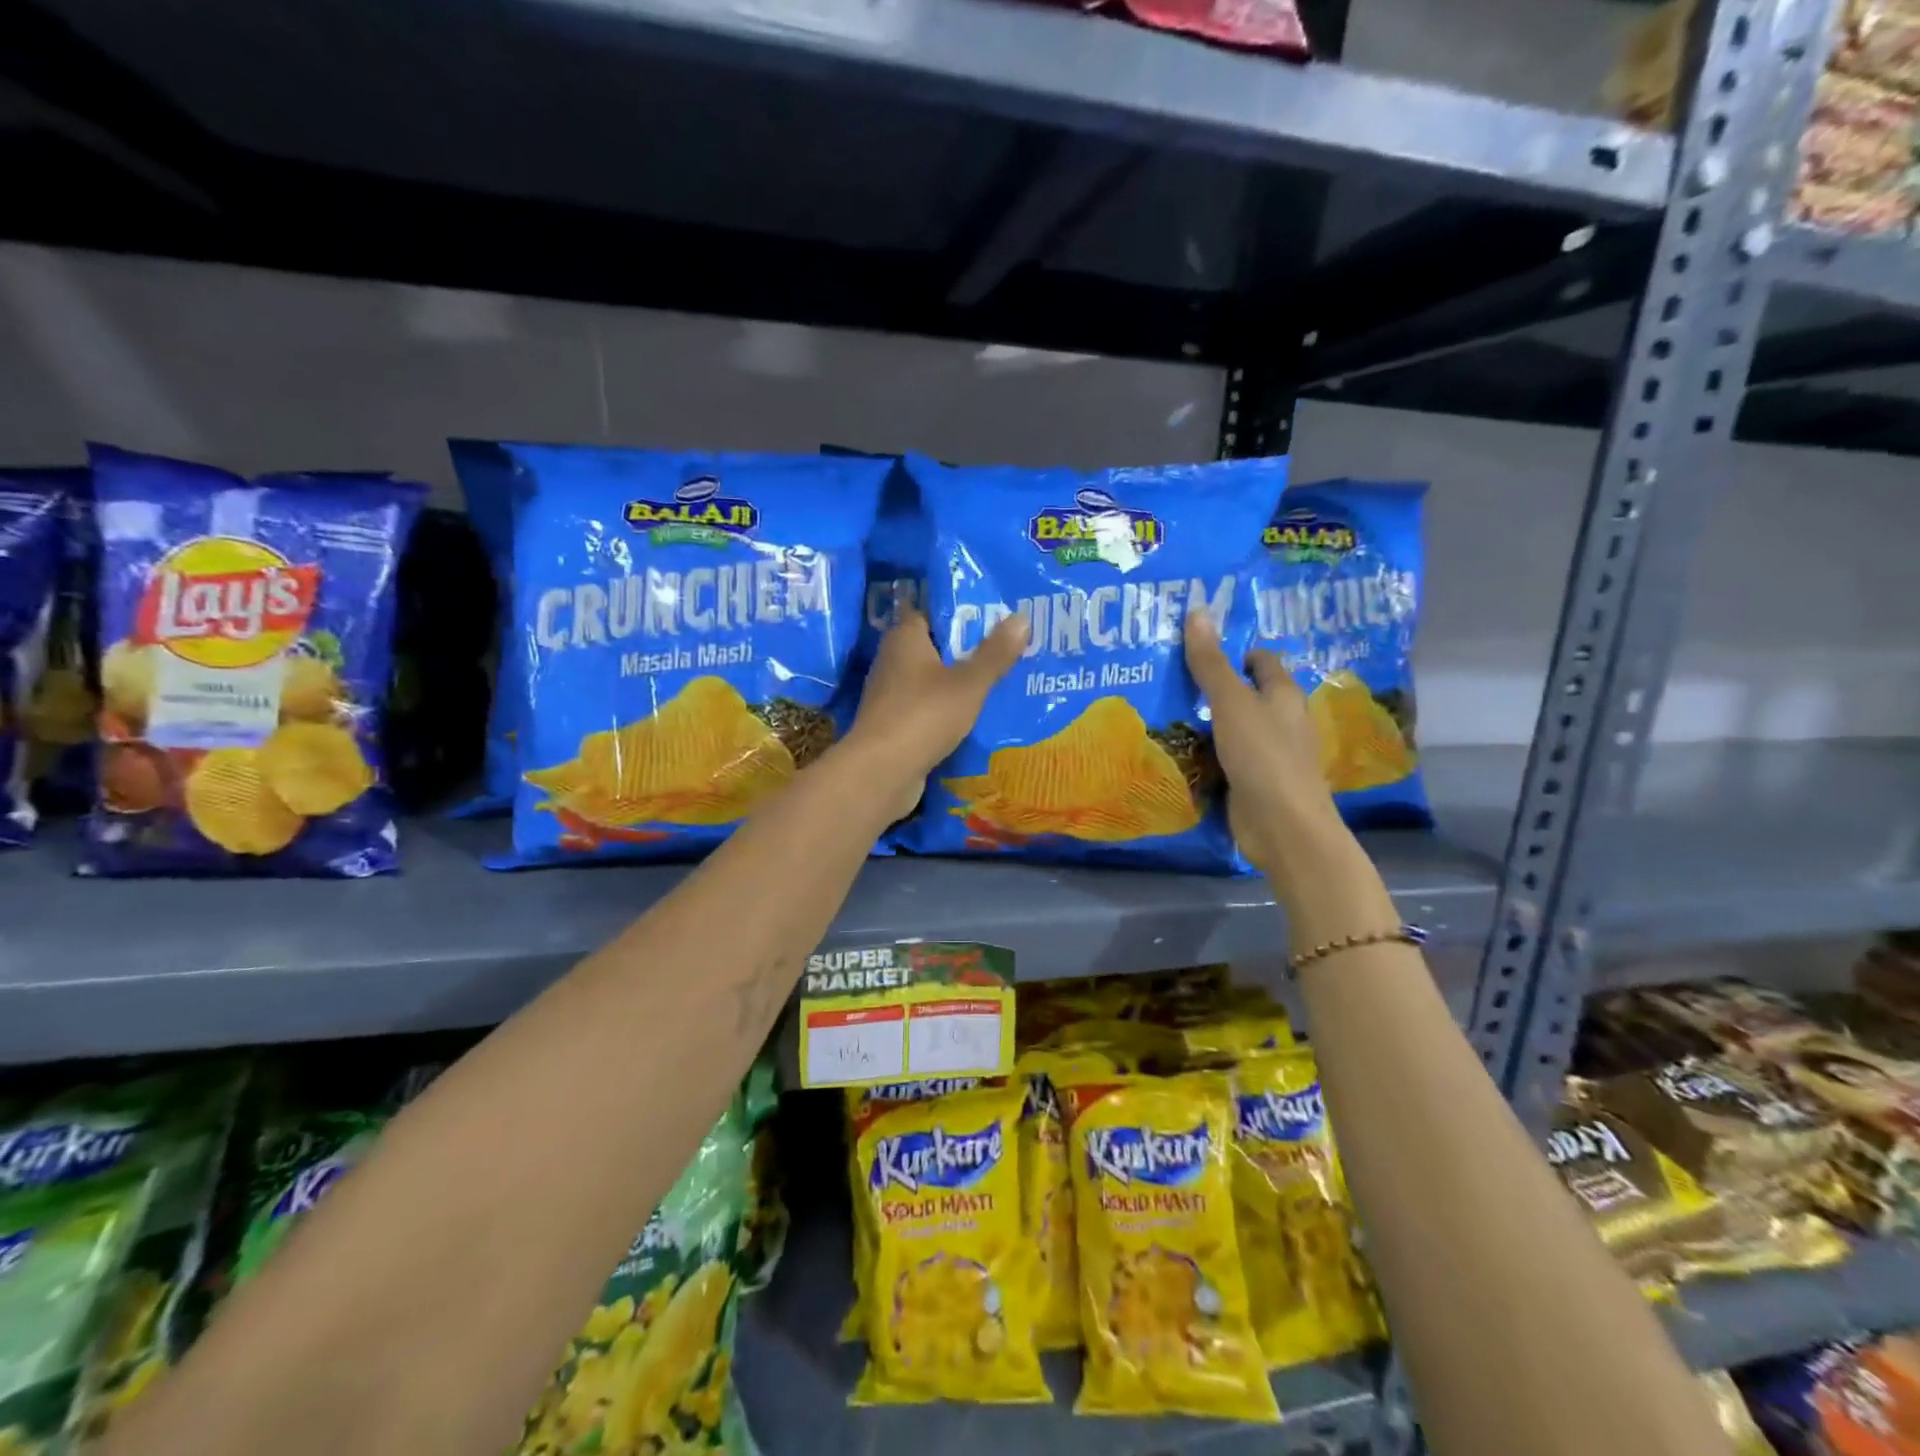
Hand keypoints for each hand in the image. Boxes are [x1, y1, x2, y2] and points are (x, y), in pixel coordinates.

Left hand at [844, 607, 1027, 821]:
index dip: (959, 612)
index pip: (930, 612)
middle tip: (1004, 648)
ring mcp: (889, 695)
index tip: (993, 615)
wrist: (881, 772)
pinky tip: (972, 717)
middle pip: (932, 647)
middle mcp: (891, 660)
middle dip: (964, 649)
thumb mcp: (969, 683)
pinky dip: (944, 710)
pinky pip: (925, 708)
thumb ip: (995, 653)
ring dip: (955, 682)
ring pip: (929, 680)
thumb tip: (1022, 617)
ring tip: (996, 681)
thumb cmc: (924, 715)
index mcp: (904, 638)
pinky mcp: (892, 725)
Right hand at [1183, 609, 1344, 878]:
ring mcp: (1269, 754)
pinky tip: (1178, 750)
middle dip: (1214, 686)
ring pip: (1234, 728)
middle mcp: (1281, 721)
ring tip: (1164, 709)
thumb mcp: (1231, 703)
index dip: (1235, 651)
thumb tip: (1198, 610)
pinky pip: (1226, 758)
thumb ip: (1211, 663)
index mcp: (1284, 695)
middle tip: (1169, 676)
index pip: (1262, 660)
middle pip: (1247, 694)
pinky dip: (1206, 753)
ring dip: (1206, 722)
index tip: (1197, 647)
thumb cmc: (1263, 755)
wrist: (1282, 826)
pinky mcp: (1254, 782)